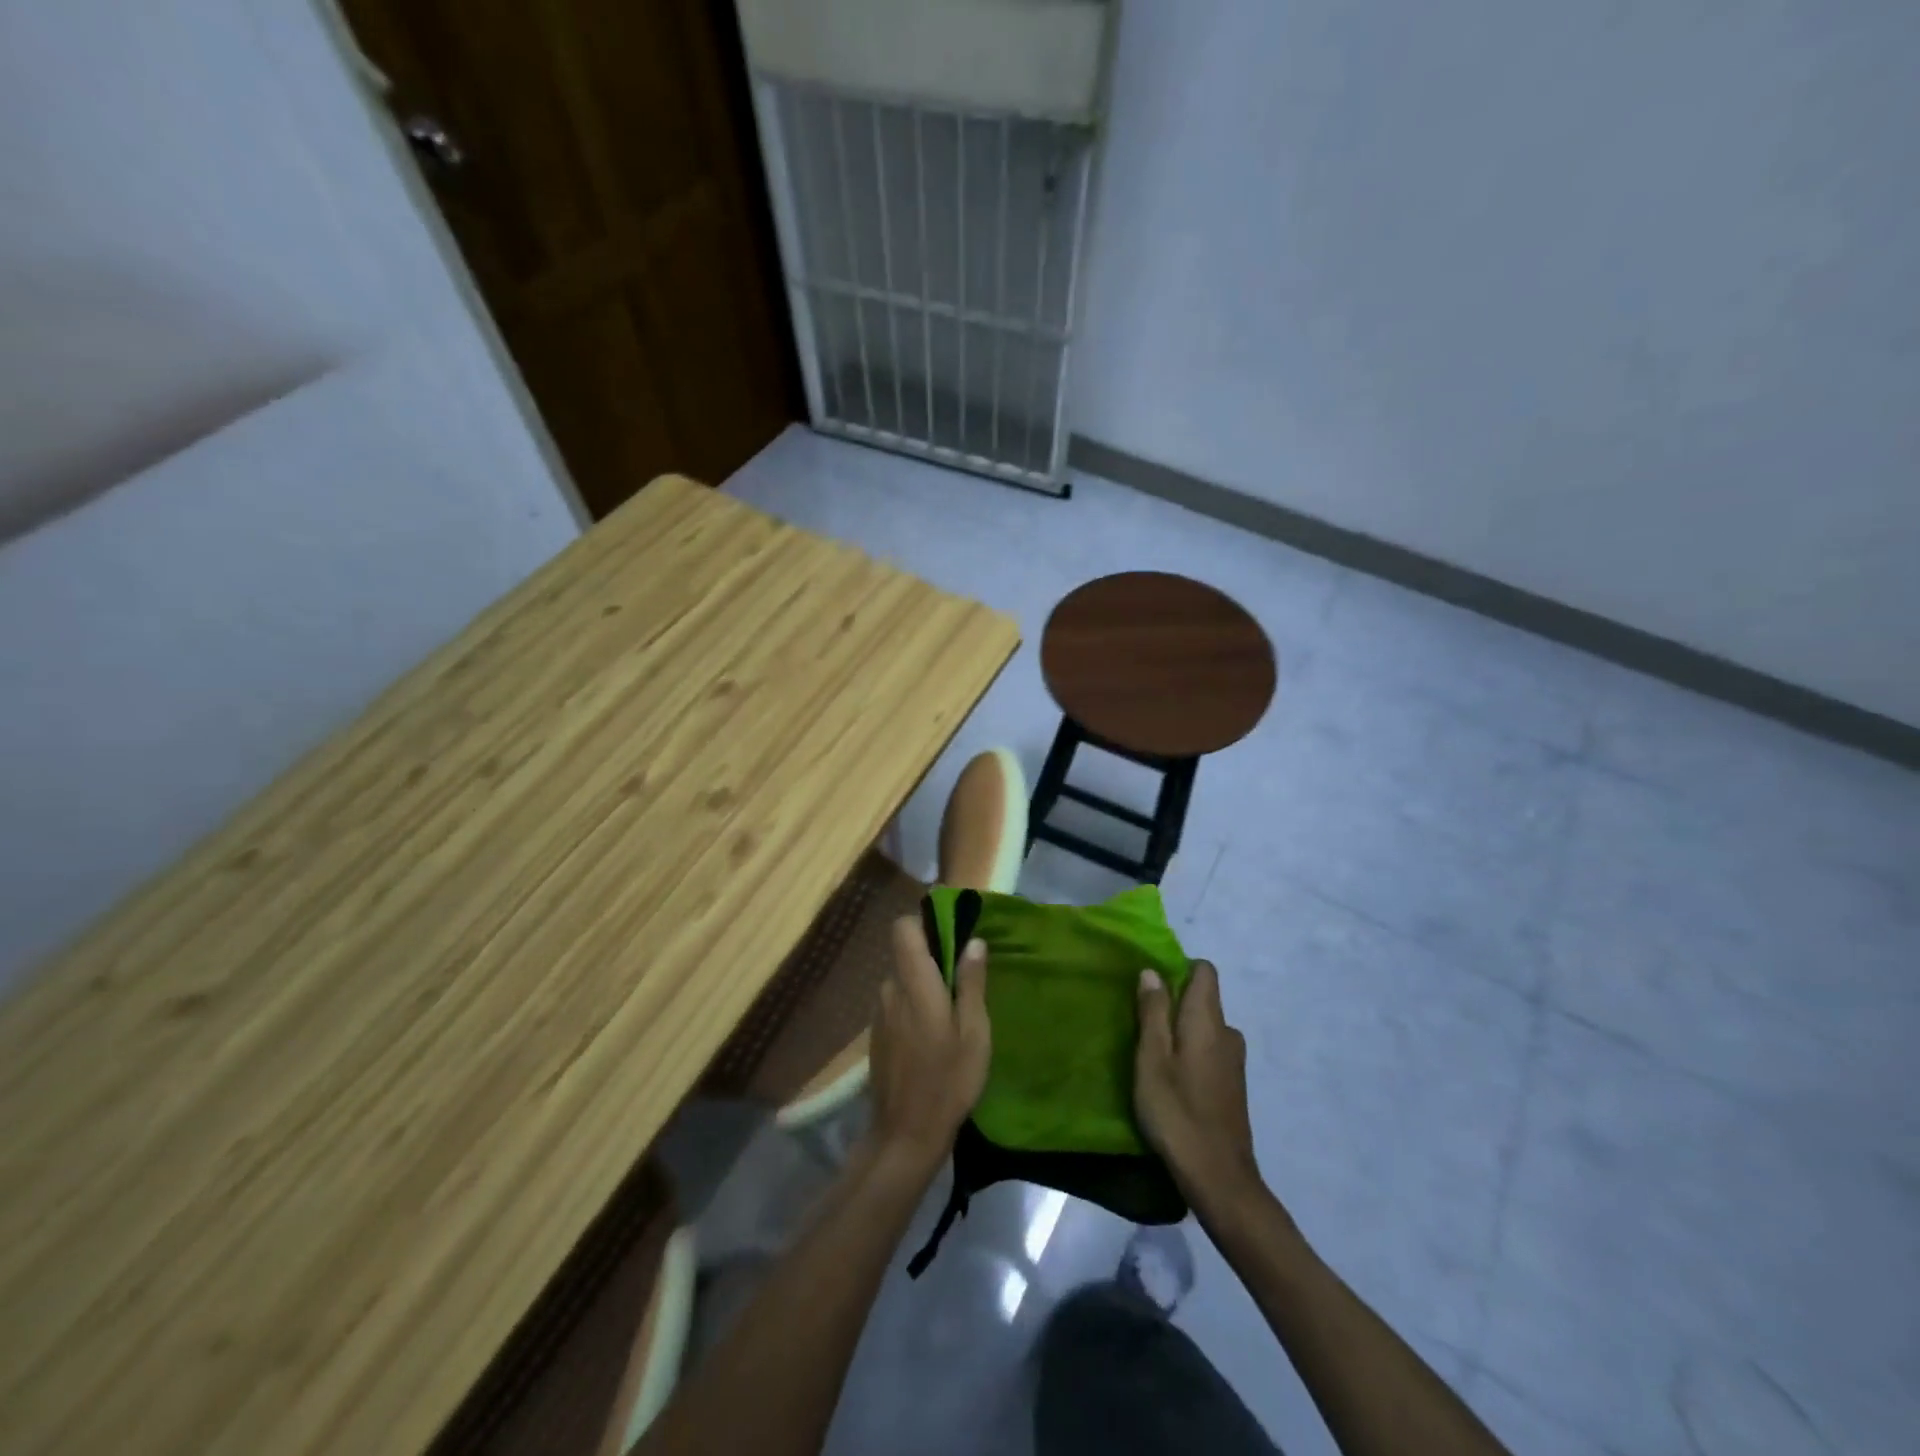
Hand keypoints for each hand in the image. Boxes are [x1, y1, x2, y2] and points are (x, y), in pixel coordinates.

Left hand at [866, 918, 990, 1174]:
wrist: (905, 1135)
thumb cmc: (948, 1081)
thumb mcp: (974, 1033)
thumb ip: (972, 983)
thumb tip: (973, 941)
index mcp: (915, 984)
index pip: (902, 929)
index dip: (923, 923)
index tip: (949, 933)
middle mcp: (890, 990)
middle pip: (905, 955)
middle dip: (931, 961)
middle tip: (962, 985)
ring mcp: (879, 1013)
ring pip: (901, 982)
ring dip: (922, 988)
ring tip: (950, 1017)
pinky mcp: (876, 1035)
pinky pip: (896, 1004)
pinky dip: (912, 1009)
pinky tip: (930, 1039)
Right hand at [1134, 960, 1262, 1212]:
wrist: (1218, 1177)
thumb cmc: (1177, 1112)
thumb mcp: (1152, 1059)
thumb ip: (1153, 1012)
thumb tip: (1152, 971)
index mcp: (1208, 1021)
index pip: (1205, 971)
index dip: (1179, 968)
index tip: (1151, 984)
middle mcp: (1228, 1034)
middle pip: (1204, 999)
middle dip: (1175, 1002)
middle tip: (1141, 1021)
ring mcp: (1234, 1062)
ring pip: (1206, 1028)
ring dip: (1182, 1030)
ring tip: (1152, 1052)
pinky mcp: (1233, 1086)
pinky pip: (1210, 1050)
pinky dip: (1191, 1052)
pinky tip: (1172, 1078)